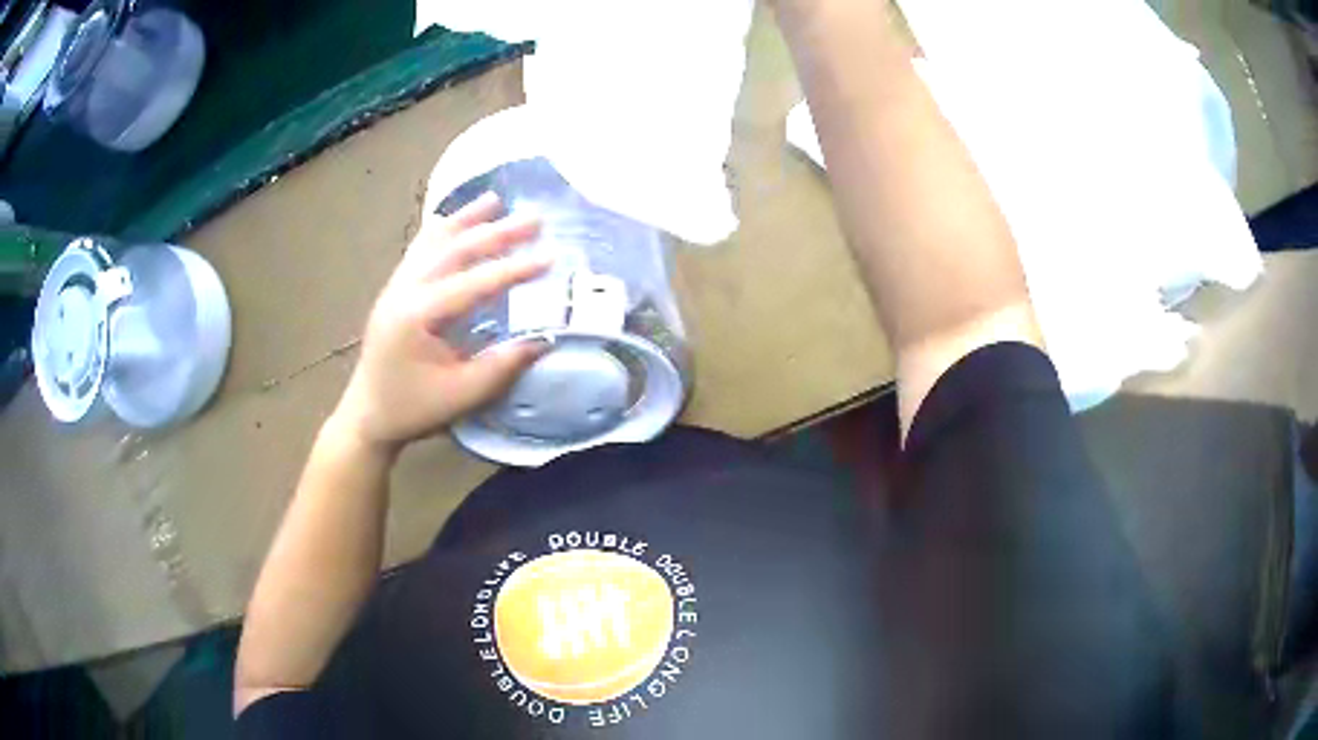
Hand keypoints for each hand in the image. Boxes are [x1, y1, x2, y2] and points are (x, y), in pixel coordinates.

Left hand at [332, 193, 549, 452]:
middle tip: (534, 219)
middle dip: (496, 233)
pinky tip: (448, 219)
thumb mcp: (461, 395)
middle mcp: (404, 290)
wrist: (367, 416)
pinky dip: (438, 231)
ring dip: (465, 220)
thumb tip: (543, 339)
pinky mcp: (394, 291)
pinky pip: (417, 251)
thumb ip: (501, 366)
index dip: (513, 270)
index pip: (473, 283)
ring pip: (432, 243)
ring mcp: (395, 287)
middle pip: (454, 251)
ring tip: (494, 199)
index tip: (549, 257)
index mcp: (417, 315)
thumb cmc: (412, 409)